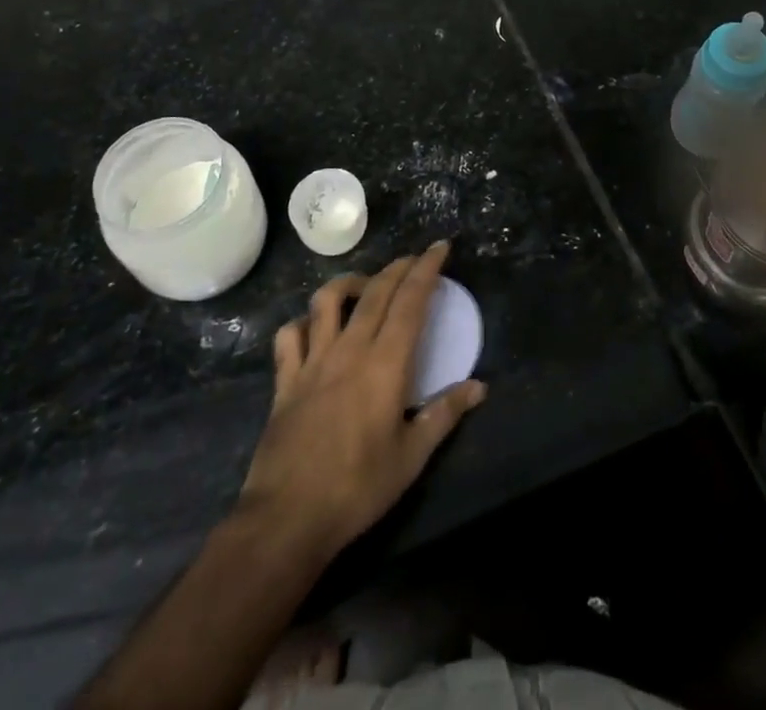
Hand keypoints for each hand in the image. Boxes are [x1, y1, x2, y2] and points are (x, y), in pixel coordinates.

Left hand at [238, 242, 486, 557]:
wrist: (288, 518)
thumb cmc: (358, 488)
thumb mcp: (411, 457)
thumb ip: (444, 414)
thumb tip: (480, 387)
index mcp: (385, 364)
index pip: (410, 301)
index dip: (426, 270)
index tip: (439, 248)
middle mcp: (349, 349)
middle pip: (375, 291)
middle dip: (398, 267)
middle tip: (414, 259)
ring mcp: (312, 361)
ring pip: (327, 300)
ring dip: (349, 283)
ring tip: (365, 286)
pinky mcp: (285, 380)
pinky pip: (290, 335)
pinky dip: (303, 322)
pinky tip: (314, 328)